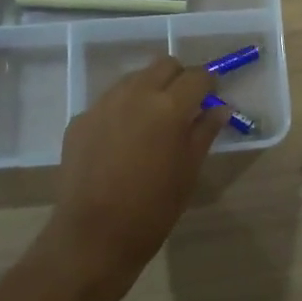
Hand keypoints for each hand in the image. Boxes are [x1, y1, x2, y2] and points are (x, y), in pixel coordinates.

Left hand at [48, 56, 228, 286]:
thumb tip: (220, 108)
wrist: (93, 236)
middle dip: (179, 78)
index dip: (209, 84)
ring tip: (152, 122)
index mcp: (169, 107)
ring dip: (149, 89)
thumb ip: (204, 132)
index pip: (197, 76)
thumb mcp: (188, 171)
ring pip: (134, 78)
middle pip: (164, 64)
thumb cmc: (153, 209)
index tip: (211, 97)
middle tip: (184, 106)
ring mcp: (103, 104)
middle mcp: (135, 94)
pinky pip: (109, 102)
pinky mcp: (80, 119)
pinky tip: (122, 141)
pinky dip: (122, 110)